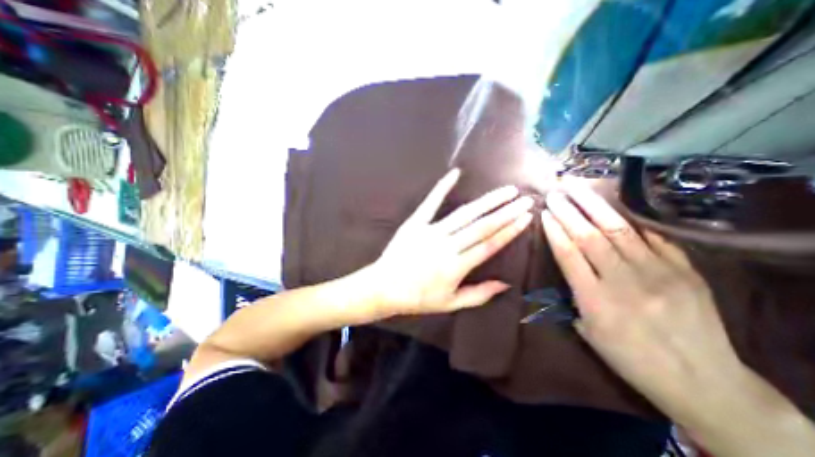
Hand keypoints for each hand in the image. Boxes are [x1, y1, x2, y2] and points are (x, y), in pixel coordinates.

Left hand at [372, 167, 534, 316]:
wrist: (384, 287)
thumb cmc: (418, 298)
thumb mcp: (450, 303)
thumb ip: (479, 295)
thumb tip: (506, 284)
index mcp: (456, 267)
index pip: (489, 245)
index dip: (509, 231)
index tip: (526, 218)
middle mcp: (447, 246)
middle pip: (481, 227)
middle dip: (506, 212)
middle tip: (525, 200)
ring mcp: (430, 232)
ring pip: (464, 214)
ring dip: (487, 202)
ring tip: (506, 191)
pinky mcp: (415, 223)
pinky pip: (430, 203)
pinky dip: (442, 187)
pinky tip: (455, 173)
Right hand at [541, 186, 742, 413]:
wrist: (702, 382)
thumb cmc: (630, 357)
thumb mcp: (588, 331)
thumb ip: (575, 296)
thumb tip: (571, 267)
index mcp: (595, 300)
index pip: (568, 254)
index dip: (554, 230)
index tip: (544, 213)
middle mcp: (623, 281)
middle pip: (589, 236)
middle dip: (568, 211)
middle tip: (554, 192)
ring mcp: (658, 273)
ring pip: (618, 230)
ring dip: (593, 206)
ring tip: (577, 187)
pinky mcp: (685, 270)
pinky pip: (652, 237)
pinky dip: (630, 221)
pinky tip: (614, 208)